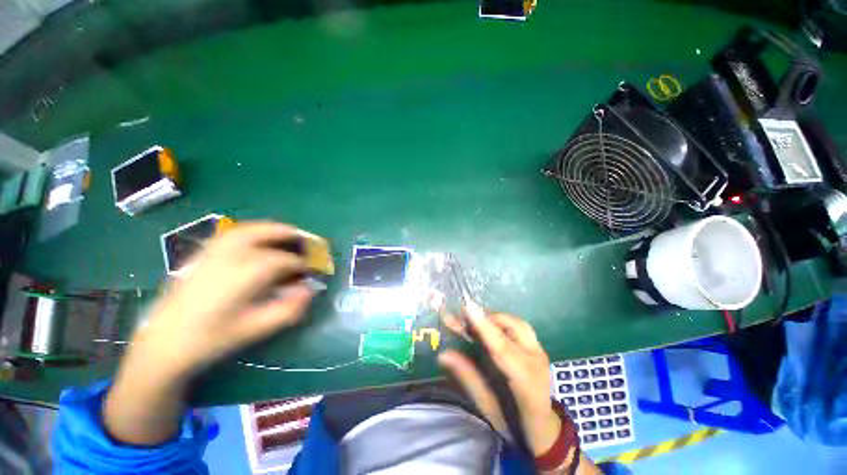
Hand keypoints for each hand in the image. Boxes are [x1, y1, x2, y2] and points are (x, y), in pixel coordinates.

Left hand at [105, 221, 315, 444]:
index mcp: (243, 275)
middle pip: (263, 233)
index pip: (282, 260)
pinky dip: (250, 231)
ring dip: (270, 229)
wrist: (164, 343)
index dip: (301, 264)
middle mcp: (227, 257)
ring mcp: (210, 253)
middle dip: (288, 234)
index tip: (310, 271)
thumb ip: (288, 309)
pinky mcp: (200, 255)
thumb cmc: (212, 339)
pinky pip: (230, 234)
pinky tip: (256, 239)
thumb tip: (309, 290)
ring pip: (246, 230)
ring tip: (285, 234)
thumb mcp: (256, 329)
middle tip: (305, 240)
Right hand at [438, 311, 559, 456]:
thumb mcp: (487, 405)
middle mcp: (536, 360)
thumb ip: (467, 376)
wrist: (544, 428)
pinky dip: (502, 321)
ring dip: (494, 317)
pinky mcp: (538, 347)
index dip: (484, 326)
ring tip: (475, 320)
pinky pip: (519, 325)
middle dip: (486, 317)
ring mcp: (540, 351)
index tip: (467, 308)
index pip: (502, 348)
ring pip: (517, 322)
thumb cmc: (513, 422)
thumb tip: (443, 354)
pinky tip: (490, 325)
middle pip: (512, 327)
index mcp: (525, 381)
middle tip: (463, 316)